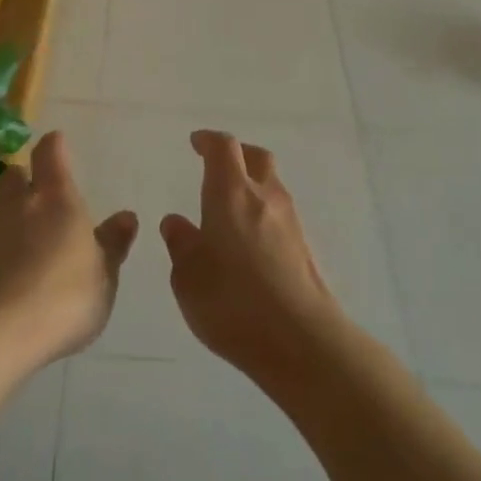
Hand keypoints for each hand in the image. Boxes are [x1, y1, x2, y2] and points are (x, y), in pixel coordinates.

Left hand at [0, 131, 137, 369]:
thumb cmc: (61, 303)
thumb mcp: (102, 280)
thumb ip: (112, 246)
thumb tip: (126, 216)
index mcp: (56, 201)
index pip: (51, 154)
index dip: (54, 147)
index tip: (56, 143)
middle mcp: (12, 205)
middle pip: (12, 177)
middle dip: (21, 184)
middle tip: (32, 204)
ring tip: (5, 250)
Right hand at [160, 130, 342, 379]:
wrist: (301, 340)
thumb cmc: (232, 302)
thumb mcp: (188, 277)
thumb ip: (181, 244)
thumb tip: (176, 222)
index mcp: (230, 193)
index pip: (223, 147)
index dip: (208, 140)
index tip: (195, 142)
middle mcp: (264, 197)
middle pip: (255, 156)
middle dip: (236, 154)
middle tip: (217, 165)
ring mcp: (290, 220)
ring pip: (271, 185)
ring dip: (252, 184)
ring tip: (229, 208)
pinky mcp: (305, 246)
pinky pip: (280, 213)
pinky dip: (263, 213)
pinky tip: (248, 241)